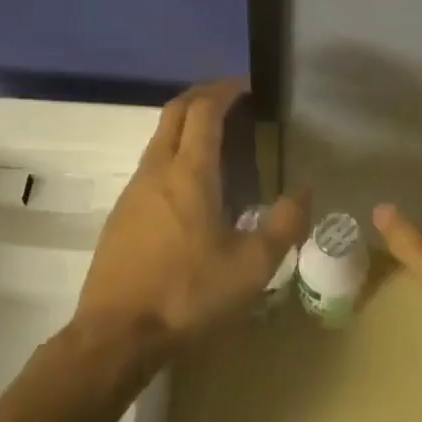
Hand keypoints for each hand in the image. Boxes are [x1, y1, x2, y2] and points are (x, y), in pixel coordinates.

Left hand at [76, 80, 309, 351]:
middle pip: (174, 113)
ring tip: (216, 141)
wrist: (116, 336)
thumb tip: (305, 191)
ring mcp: (133, 192)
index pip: (204, 110)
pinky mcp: (120, 216)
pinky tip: (190, 188)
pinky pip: (149, 167)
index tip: (245, 85)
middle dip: (201, 96)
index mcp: (190, 173)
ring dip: (185, 126)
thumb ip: (285, 224)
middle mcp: (156, 171)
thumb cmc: (188, 294)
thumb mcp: (252, 266)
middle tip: (229, 98)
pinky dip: (172, 155)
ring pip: (158, 139)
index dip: (224, 90)